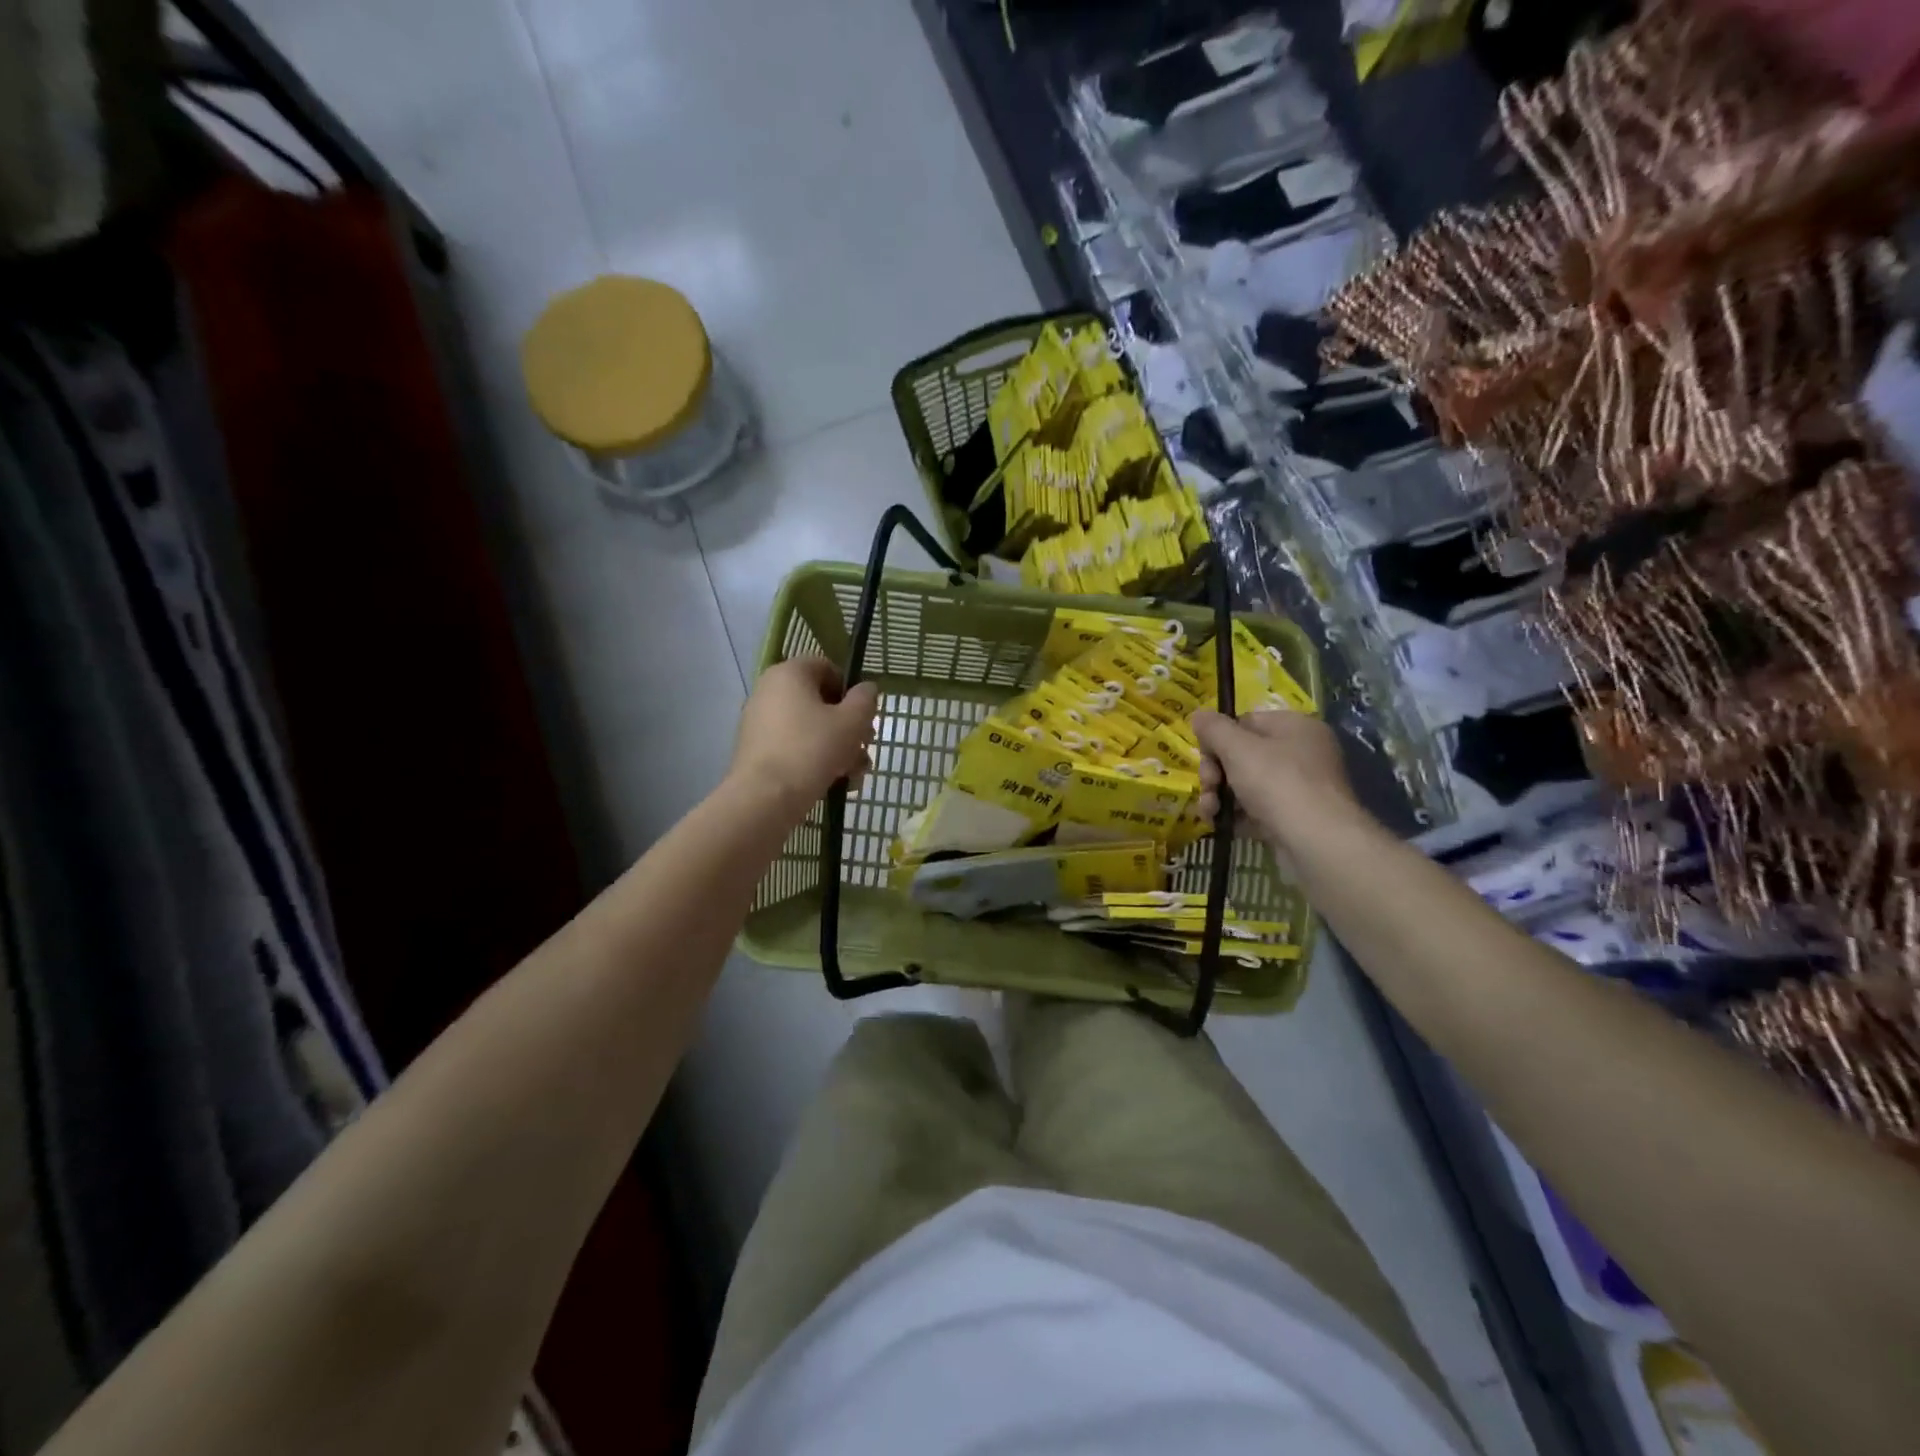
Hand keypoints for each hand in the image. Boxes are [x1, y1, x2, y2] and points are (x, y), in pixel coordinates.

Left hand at [730, 657, 878, 816]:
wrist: (764, 797)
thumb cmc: (812, 749)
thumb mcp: (851, 722)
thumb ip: (865, 700)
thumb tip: (866, 689)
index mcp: (789, 673)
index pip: (826, 667)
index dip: (851, 689)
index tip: (864, 716)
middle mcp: (769, 691)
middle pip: (820, 701)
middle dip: (848, 726)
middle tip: (865, 748)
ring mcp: (759, 722)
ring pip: (809, 728)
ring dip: (837, 747)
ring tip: (855, 774)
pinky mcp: (756, 750)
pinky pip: (793, 746)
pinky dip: (814, 759)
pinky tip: (834, 783)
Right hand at [1191, 709, 1368, 854]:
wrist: (1316, 842)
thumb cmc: (1277, 783)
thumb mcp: (1238, 748)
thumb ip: (1214, 728)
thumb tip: (1198, 714)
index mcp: (1295, 727)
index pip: (1246, 722)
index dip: (1219, 738)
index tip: (1204, 756)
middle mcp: (1301, 753)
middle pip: (1243, 754)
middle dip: (1215, 772)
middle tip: (1208, 786)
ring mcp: (1299, 788)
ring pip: (1246, 784)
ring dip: (1219, 795)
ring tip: (1209, 811)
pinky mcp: (1293, 818)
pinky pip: (1256, 809)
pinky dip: (1236, 815)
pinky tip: (1219, 824)